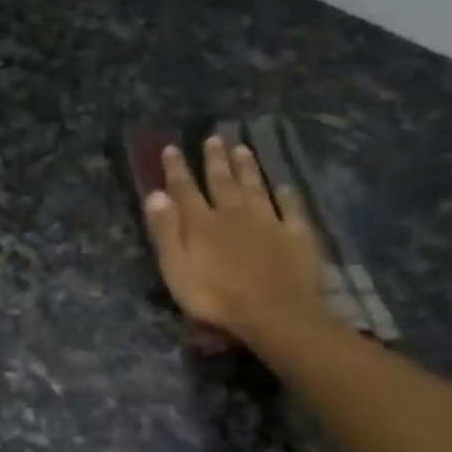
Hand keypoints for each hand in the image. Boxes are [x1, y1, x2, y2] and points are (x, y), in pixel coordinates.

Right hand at [142, 136, 328, 343]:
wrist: (273, 313)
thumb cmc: (215, 297)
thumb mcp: (176, 268)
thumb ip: (165, 231)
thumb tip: (155, 194)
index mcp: (202, 224)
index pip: (185, 190)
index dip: (176, 169)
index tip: (171, 147)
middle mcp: (234, 214)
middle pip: (222, 182)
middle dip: (215, 160)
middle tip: (214, 138)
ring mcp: (268, 222)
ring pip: (255, 188)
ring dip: (248, 168)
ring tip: (243, 148)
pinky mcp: (296, 235)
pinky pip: (291, 210)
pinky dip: (287, 196)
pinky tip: (285, 187)